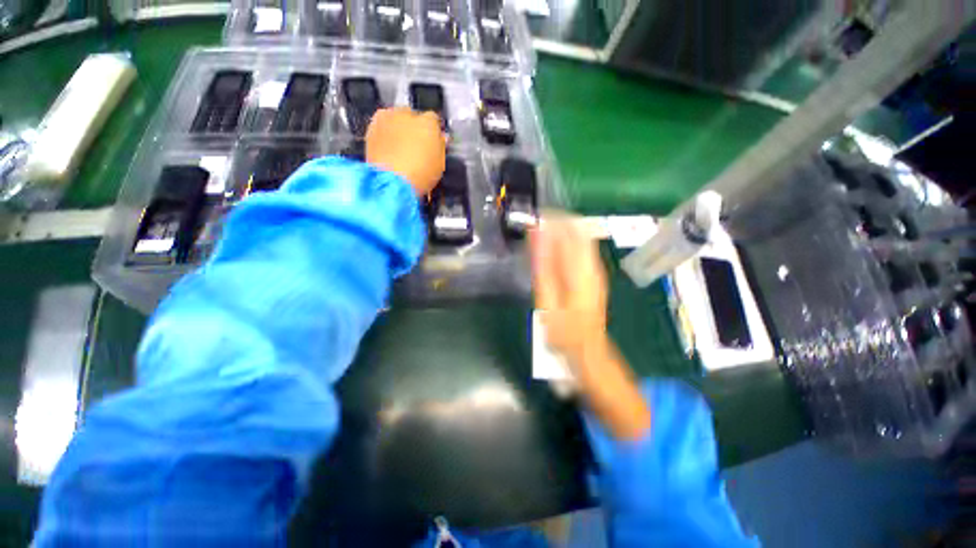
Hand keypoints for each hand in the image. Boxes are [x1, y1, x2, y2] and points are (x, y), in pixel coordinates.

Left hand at [366, 107, 445, 195]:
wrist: (391, 183)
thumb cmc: (420, 175)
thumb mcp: (440, 164)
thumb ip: (440, 146)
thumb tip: (439, 139)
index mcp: (428, 122)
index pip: (434, 120)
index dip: (433, 133)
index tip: (433, 143)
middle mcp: (406, 114)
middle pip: (412, 117)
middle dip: (414, 129)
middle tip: (416, 148)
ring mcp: (386, 119)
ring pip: (395, 121)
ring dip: (398, 132)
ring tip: (401, 152)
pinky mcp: (370, 129)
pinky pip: (381, 130)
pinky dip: (385, 138)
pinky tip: (389, 154)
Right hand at [530, 215, 608, 367]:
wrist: (587, 348)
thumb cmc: (563, 328)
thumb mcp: (547, 300)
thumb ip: (543, 266)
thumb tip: (538, 237)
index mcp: (581, 269)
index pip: (570, 230)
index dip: (553, 219)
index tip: (535, 217)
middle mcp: (592, 264)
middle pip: (578, 230)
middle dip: (557, 222)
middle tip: (536, 224)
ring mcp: (595, 269)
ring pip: (581, 237)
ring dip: (561, 231)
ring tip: (540, 233)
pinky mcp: (593, 274)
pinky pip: (581, 249)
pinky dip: (565, 243)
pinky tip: (551, 249)